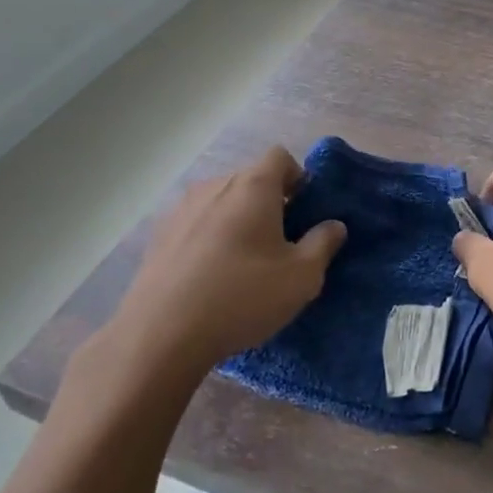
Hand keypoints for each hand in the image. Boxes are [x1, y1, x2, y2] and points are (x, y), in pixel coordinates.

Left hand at [97, 147, 346, 383]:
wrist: (160, 335)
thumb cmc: (242, 296)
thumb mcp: (302, 277)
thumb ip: (323, 244)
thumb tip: (334, 225)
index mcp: (253, 186)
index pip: (281, 157)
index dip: (298, 179)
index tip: (304, 213)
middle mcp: (215, 185)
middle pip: (250, 180)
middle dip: (270, 202)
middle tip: (281, 244)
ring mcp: (181, 209)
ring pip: (221, 202)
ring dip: (238, 221)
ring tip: (244, 263)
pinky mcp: (158, 236)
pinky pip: (196, 224)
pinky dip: (210, 239)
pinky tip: (211, 277)